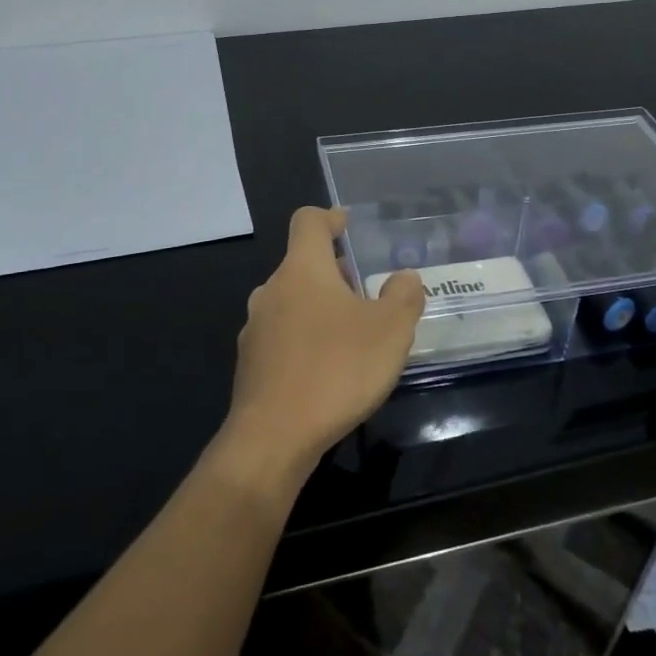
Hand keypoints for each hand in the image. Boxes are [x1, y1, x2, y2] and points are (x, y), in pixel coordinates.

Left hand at [217, 206, 425, 489]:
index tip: (349, 225)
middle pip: (302, 265)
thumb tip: (404, 278)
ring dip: (320, 308)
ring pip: (292, 302)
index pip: (308, 221)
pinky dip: (305, 340)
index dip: (330, 217)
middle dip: (335, 273)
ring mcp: (255, 328)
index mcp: (302, 270)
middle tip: (368, 293)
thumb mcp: (390, 331)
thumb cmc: (336, 370)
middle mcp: (271, 291)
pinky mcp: (251, 364)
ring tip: (353, 335)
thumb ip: (403, 296)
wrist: (273, 438)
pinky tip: (328, 370)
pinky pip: (282, 337)